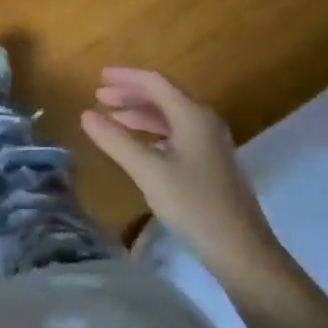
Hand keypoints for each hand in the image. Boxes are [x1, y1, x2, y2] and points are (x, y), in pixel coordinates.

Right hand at [80, 68, 286, 283]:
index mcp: (192, 115)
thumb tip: (86, 114)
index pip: (155, 82)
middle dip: (130, 94)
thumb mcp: (148, 172)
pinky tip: (138, 145)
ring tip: (112, 118)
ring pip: (170, 116)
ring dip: (140, 114)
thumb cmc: (194, 205)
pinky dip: (152, 132)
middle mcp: (204, 121)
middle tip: (99, 97)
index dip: (125, 77)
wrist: (241, 250)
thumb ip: (116, 140)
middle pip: (163, 96)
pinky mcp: (211, 162)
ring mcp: (210, 143)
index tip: (98, 77)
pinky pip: (176, 134)